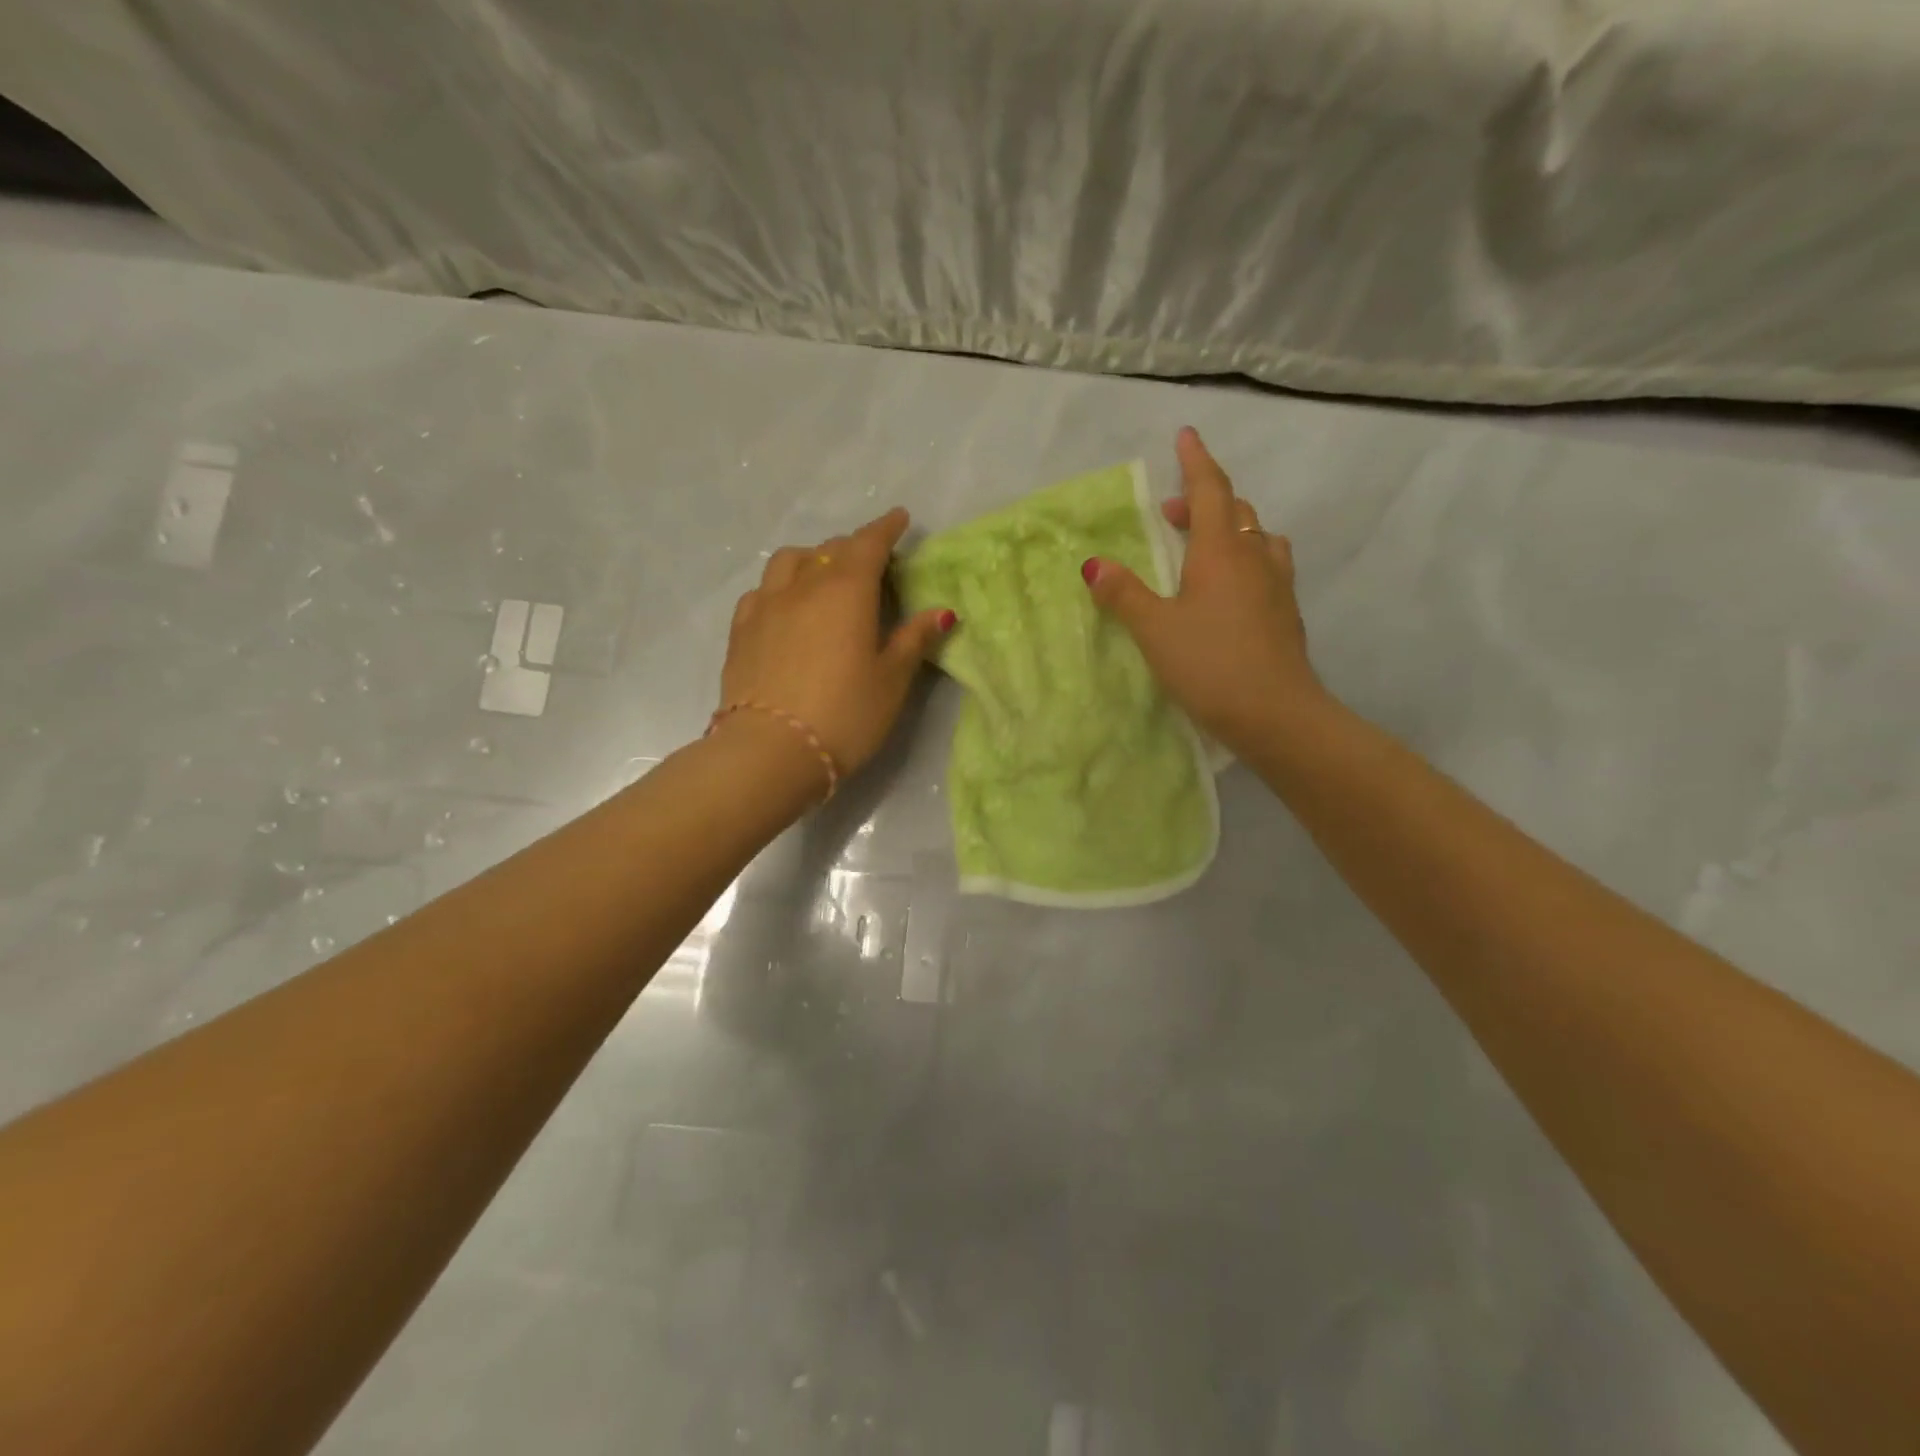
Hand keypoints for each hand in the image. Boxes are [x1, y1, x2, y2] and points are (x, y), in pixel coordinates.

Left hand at [719, 508, 954, 781]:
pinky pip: (762, 591)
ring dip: (812, 558)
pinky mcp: (740, 630)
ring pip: (789, 562)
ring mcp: (765, 605)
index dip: (886, 529)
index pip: (869, 544)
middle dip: (854, 547)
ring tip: (824, 576)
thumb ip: (913, 639)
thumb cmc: (845, 714)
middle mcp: (803, 586)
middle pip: (830, 549)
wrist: (770, 751)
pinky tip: (786, 606)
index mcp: (846, 590)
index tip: (899, 519)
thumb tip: (941, 611)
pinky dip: (781, 586)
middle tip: (871, 562)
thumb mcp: (891, 680)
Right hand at [1084, 427, 1323, 755]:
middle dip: (1203, 501)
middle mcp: (1254, 556)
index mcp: (1220, 551)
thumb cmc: (1210, 664)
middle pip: (1234, 510)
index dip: (1196, 461)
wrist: (1276, 713)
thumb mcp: (1155, 630)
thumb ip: (1124, 594)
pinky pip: (1268, 565)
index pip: (1209, 490)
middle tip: (1173, 513)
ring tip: (1205, 546)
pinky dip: (1246, 558)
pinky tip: (1234, 586)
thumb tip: (1094, 564)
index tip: (1186, 435)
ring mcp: (1277, 584)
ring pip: (1257, 536)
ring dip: (1230, 529)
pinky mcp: (1286, 612)